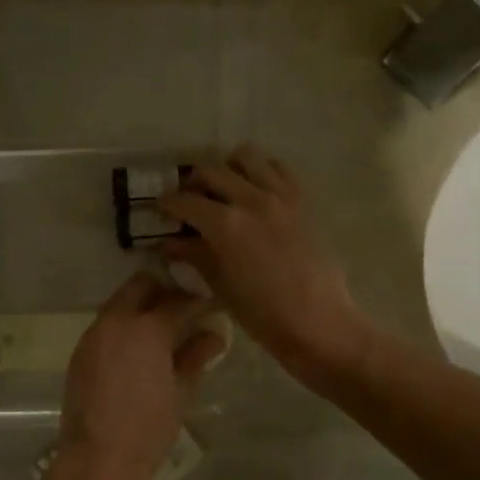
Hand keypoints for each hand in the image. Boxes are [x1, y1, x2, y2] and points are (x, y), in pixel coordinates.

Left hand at [47, 272, 224, 479]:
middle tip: (184, 313)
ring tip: (163, 334)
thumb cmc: (148, 428)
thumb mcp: (181, 392)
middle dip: (164, 292)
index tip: (212, 306)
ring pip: (120, 303)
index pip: (180, 300)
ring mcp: (94, 334)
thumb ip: (196, 356)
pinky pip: (106, 325)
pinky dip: (124, 328)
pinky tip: (138, 353)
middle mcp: (116, 320)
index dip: (199, 301)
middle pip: (141, 285)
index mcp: (146, 327)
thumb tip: (214, 335)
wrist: (97, 460)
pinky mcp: (80, 351)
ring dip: (141, 308)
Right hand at [158, 146, 370, 385]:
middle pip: (210, 169)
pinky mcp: (303, 199)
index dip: (166, 204)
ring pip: (245, 156)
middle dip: (192, 182)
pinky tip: (256, 191)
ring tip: (224, 188)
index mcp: (225, 224)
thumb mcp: (219, 286)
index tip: (160, 210)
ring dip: (228, 167)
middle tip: (188, 200)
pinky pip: (278, 168)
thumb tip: (169, 243)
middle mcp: (250, 199)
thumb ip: (193, 256)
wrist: (319, 323)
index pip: (184, 201)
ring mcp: (280, 195)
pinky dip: (262, 171)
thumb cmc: (262, 314)